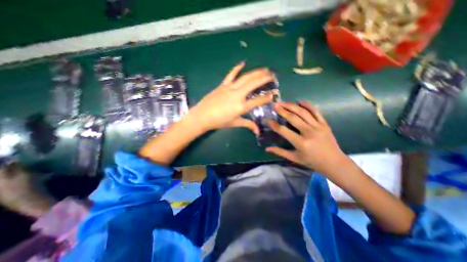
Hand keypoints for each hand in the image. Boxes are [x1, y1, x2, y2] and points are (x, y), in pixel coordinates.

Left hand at [190, 61, 273, 134]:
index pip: (258, 100)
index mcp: (241, 106)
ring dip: (256, 72)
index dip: (267, 97)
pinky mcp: (223, 85)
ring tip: (265, 69)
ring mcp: (230, 88)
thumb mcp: (235, 123)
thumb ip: (248, 125)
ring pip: (245, 77)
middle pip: (254, 83)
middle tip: (273, 75)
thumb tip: (258, 132)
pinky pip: (231, 74)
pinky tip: (243, 63)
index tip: (274, 93)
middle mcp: (237, 95)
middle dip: (265, 78)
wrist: (202, 116)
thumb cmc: (219, 122)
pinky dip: (237, 68)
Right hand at [264, 101, 347, 172]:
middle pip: (293, 118)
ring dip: (292, 106)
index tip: (268, 120)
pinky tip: (300, 102)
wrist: (334, 162)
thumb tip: (266, 149)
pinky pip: (316, 112)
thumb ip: (280, 152)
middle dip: (282, 111)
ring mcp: (318, 127)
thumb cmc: (312, 161)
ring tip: (284, 102)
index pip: (284, 131)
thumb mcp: (294, 158)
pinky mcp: (324, 124)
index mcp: (301, 143)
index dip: (274, 125)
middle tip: (275, 105)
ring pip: (303, 112)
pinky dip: (308, 105)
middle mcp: (309, 132)